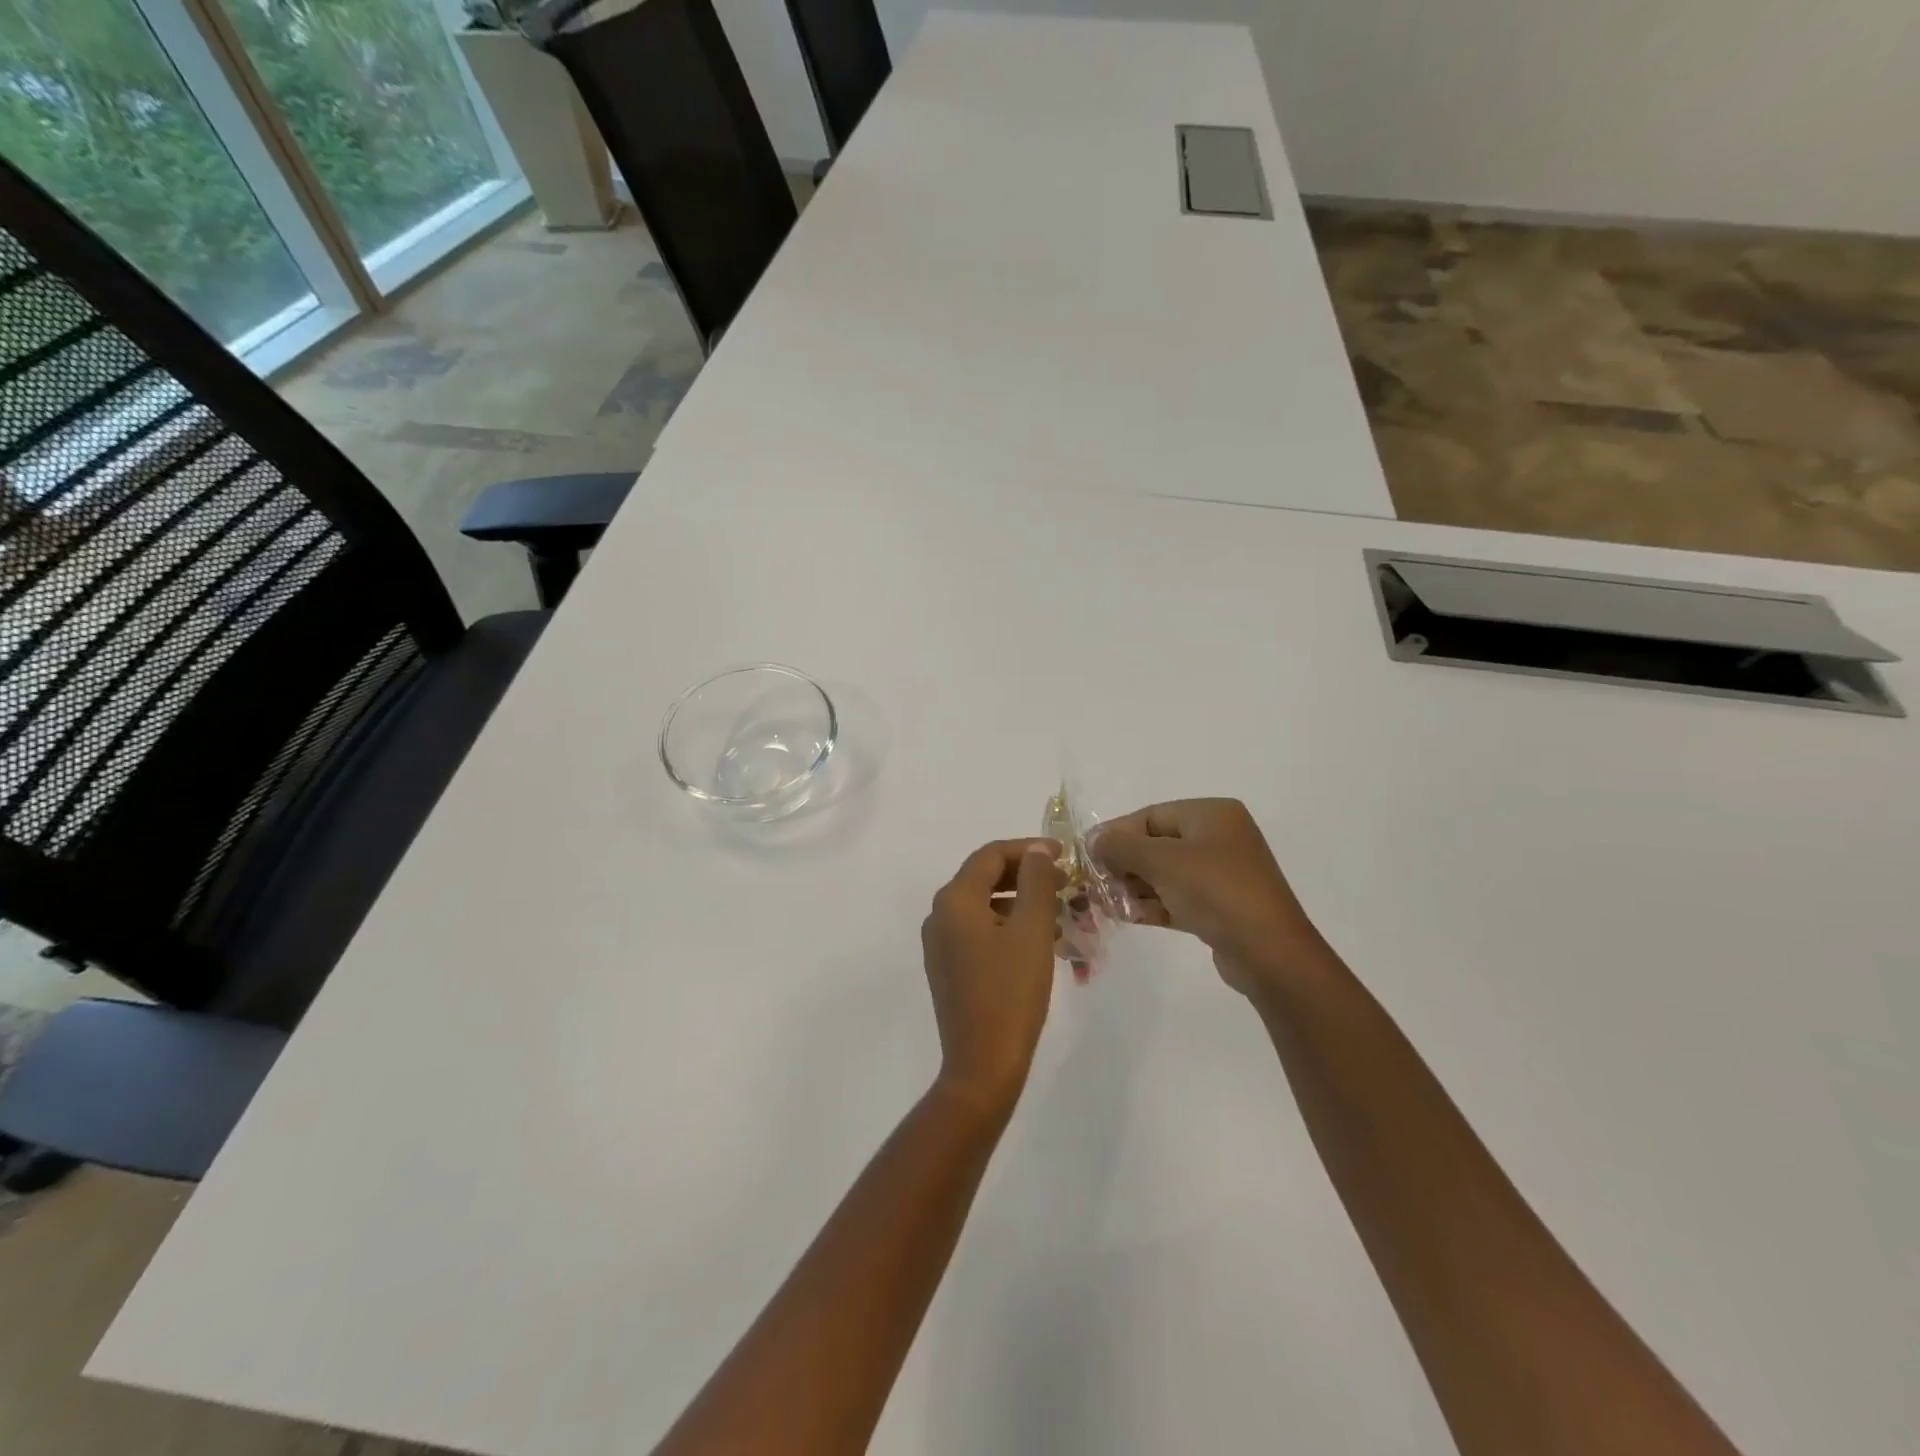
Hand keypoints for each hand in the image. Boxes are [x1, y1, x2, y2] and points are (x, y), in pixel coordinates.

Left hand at [921, 839, 1063, 1117]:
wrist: (982, 1065)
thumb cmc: (1010, 992)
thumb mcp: (1032, 930)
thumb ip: (1037, 881)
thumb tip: (1037, 850)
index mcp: (955, 899)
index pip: (990, 855)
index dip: (1028, 849)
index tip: (1064, 856)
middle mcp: (940, 914)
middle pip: (985, 878)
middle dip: (1027, 876)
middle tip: (1065, 884)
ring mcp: (940, 944)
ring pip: (984, 906)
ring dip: (1021, 903)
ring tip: (1059, 915)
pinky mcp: (948, 968)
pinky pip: (979, 931)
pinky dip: (1008, 927)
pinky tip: (1039, 943)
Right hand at [1093, 799, 1327, 1001]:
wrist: (1269, 952)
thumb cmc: (1215, 891)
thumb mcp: (1162, 861)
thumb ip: (1121, 846)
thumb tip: (1094, 841)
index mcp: (1212, 815)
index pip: (1151, 816)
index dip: (1116, 833)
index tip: (1088, 854)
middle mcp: (1219, 838)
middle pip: (1156, 844)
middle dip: (1124, 864)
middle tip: (1095, 883)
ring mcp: (1221, 874)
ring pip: (1165, 873)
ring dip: (1134, 887)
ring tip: (1105, 903)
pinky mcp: (1220, 907)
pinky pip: (1177, 897)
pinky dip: (1152, 904)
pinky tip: (1126, 916)